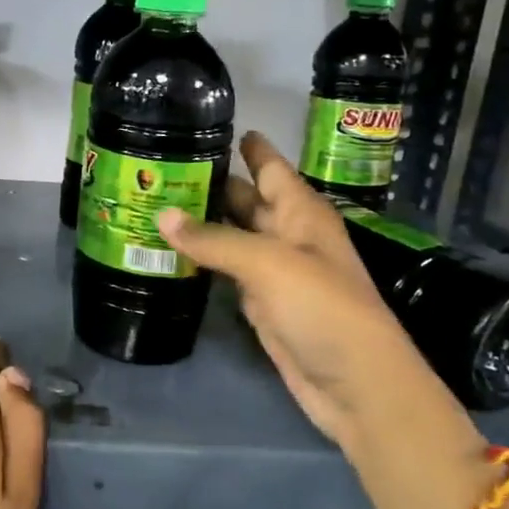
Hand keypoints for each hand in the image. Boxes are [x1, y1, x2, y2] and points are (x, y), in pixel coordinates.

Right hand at [157, 131, 459, 450]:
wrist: (355, 384)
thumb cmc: (323, 308)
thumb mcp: (269, 264)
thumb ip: (214, 238)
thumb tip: (161, 214)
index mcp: (300, 212)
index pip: (270, 166)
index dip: (245, 145)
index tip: (207, 124)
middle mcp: (287, 234)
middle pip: (245, 198)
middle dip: (210, 182)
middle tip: (160, 165)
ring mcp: (273, 270)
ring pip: (231, 234)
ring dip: (200, 221)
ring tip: (153, 201)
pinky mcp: (259, 302)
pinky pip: (225, 269)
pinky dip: (201, 258)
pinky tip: (171, 248)